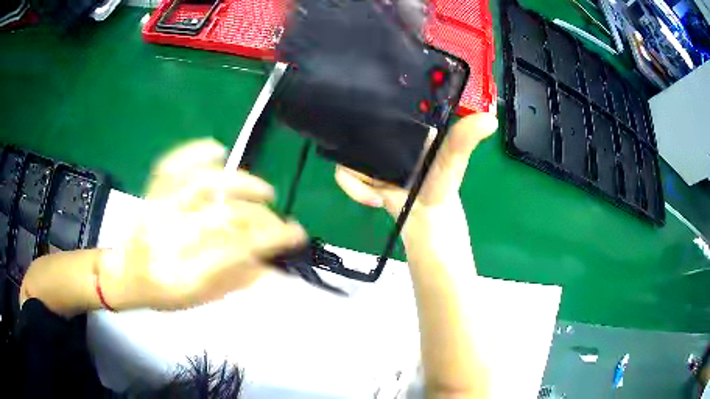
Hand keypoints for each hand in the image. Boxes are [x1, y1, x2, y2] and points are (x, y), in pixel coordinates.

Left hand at [100, 139, 306, 310]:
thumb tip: (273, 267)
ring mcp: (158, 208)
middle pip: (225, 216)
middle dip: (262, 218)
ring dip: (241, 183)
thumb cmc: (161, 293)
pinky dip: (195, 151)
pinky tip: (217, 148)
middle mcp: (168, 236)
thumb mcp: (199, 300)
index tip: (295, 235)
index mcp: (181, 272)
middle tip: (280, 222)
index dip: (271, 239)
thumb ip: (235, 282)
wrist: (123, 275)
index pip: (236, 249)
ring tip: (264, 190)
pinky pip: (172, 163)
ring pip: (204, 185)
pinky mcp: (151, 190)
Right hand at [335, 112, 497, 242]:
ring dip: (358, 176)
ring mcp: (370, 156)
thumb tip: (490, 119)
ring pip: (345, 152)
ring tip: (379, 190)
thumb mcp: (453, 159)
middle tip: (372, 161)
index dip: (370, 103)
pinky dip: (353, 188)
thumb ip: (465, 140)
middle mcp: (385, 138)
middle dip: (355, 142)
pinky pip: (344, 174)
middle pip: (354, 127)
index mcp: (404, 126)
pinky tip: (374, 199)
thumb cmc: (442, 185)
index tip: (366, 106)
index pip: (380, 106)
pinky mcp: (362, 175)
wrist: (427, 220)